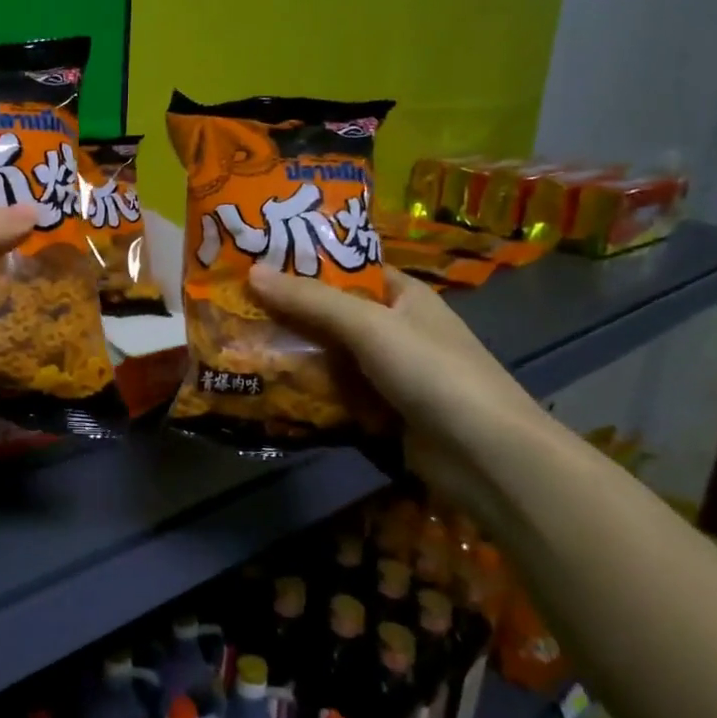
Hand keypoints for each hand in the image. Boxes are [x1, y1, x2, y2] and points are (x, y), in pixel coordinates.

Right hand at [248, 263, 557, 521]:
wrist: (485, 456)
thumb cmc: (431, 372)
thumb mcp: (369, 325)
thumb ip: (310, 300)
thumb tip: (251, 272)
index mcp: (403, 296)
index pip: (348, 269)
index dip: (306, 263)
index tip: (256, 261)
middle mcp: (395, 330)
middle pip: (331, 315)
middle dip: (287, 313)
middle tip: (232, 306)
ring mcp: (387, 374)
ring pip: (328, 357)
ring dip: (291, 355)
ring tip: (236, 345)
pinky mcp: (380, 413)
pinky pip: (333, 394)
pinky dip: (305, 392)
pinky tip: (264, 389)